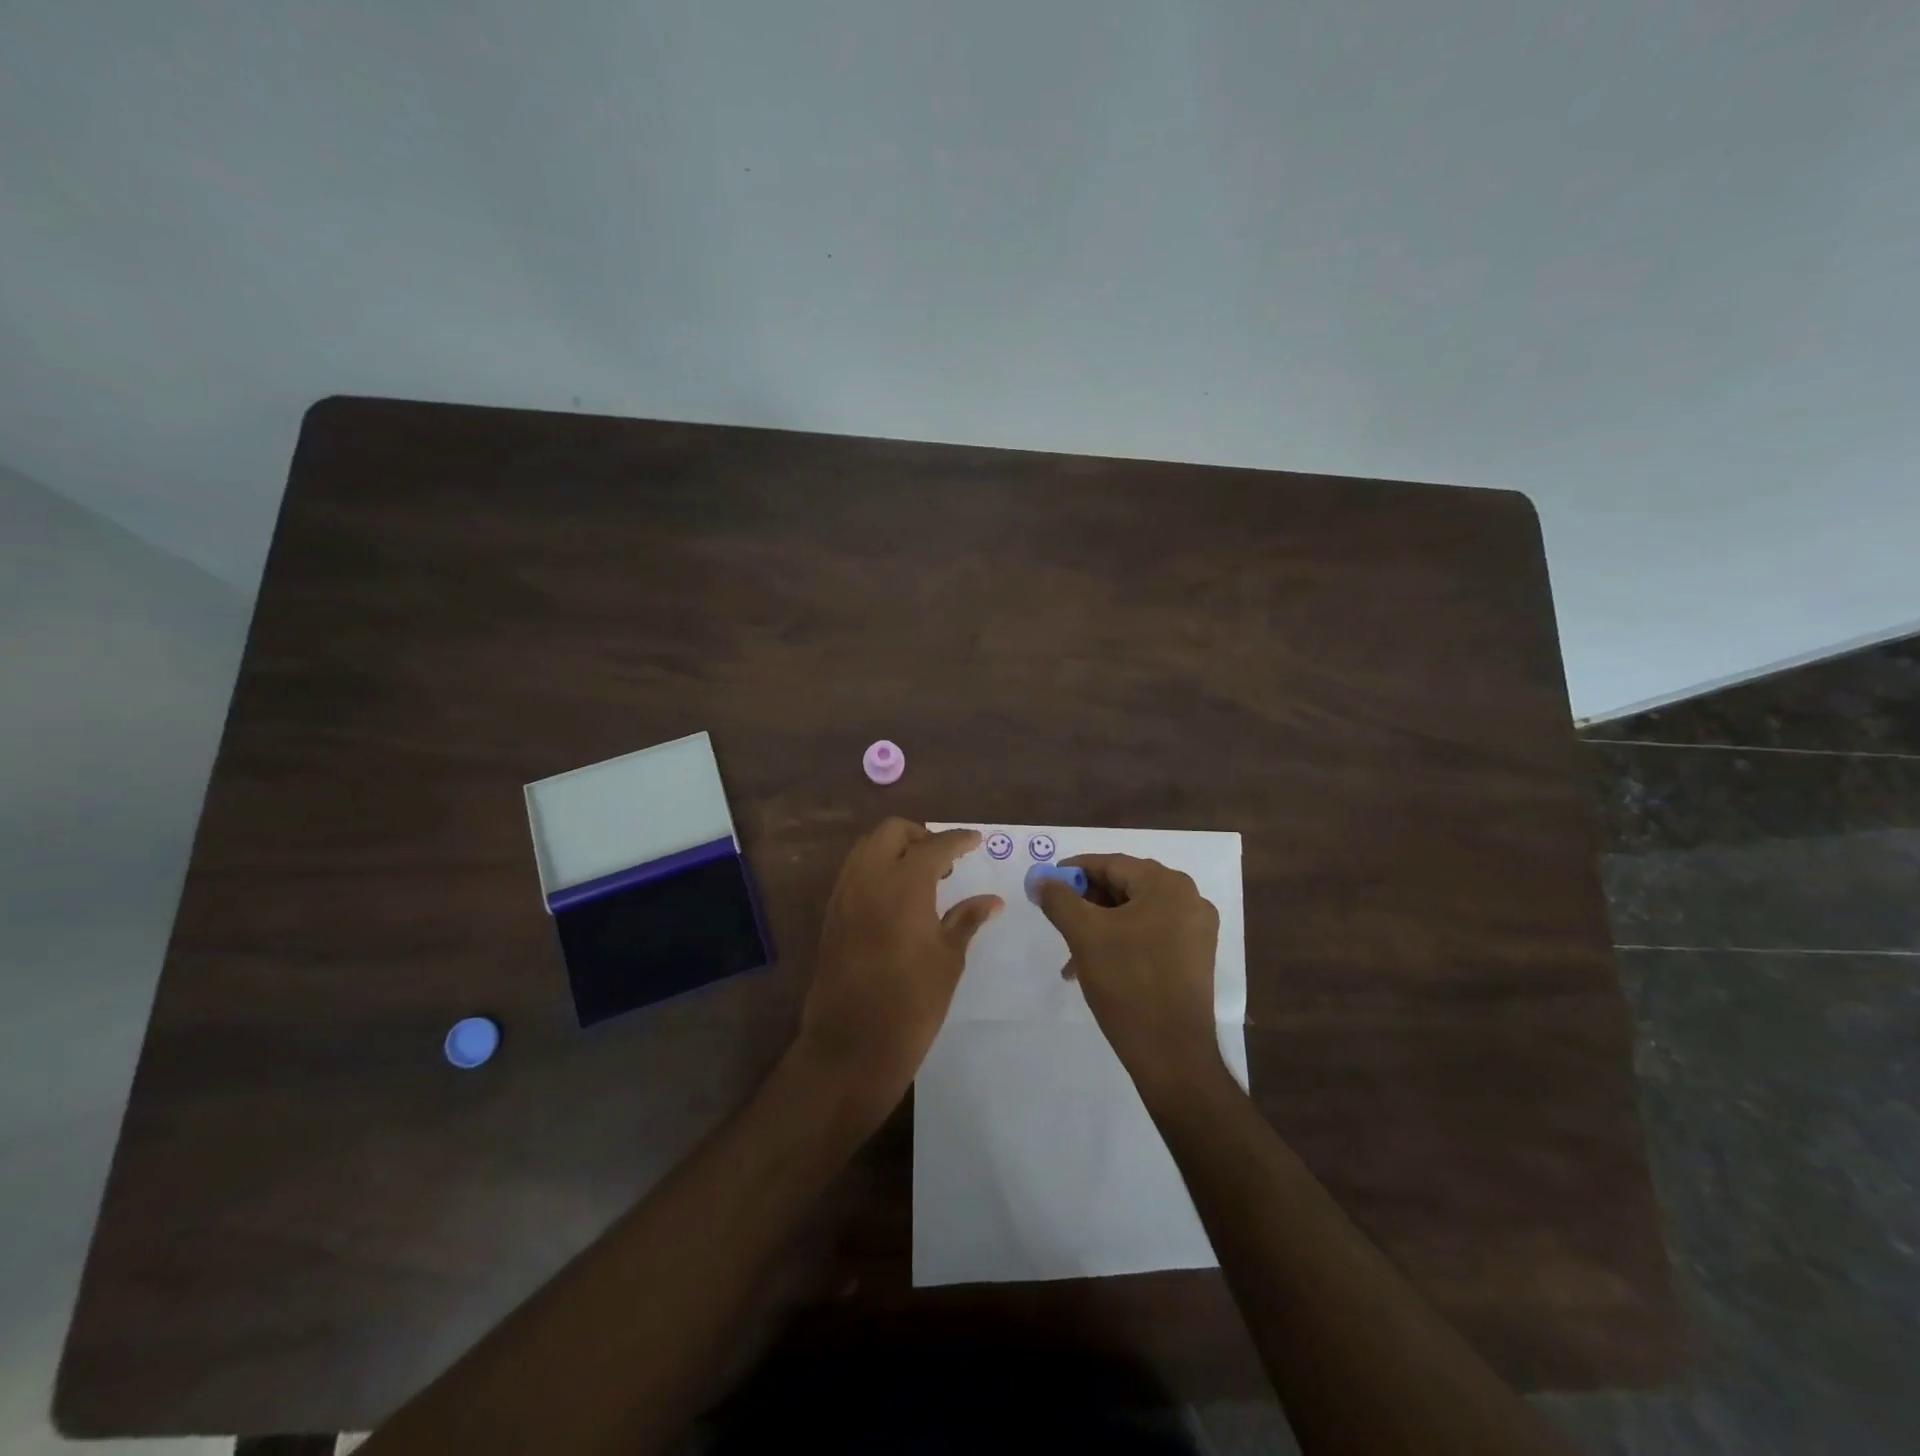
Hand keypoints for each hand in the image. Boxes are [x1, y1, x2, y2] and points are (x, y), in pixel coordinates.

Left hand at [798, 818, 1002, 1111]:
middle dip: (921, 835)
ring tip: (922, 877)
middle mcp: (869, 879)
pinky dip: (876, 867)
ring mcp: (844, 894)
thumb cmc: (911, 1004)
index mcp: (904, 885)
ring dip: (895, 848)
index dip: (959, 839)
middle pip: (892, 831)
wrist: (851, 1046)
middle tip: (945, 860)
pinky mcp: (831, 914)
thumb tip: (992, 900)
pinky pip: (854, 871)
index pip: (935, 845)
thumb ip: (967, 920)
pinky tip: (896, 896)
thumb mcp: (948, 960)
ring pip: (867, 847)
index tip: (976, 840)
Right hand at [1038, 854, 1222, 1088]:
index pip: (1111, 864)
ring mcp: (1196, 929)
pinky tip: (1097, 965)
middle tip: (1058, 917)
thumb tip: (1042, 880)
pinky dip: (1121, 941)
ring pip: (1135, 913)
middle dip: (1087, 902)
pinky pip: (1151, 934)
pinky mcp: (1196, 956)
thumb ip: (1059, 899)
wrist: (1172, 1053)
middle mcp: (1189, 899)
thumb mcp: (1084, 935)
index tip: (1045, 885)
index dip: (1073, 871)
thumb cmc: (1128, 983)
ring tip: (1072, 953)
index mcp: (1167, 885)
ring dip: (1101, 925)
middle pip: (1125, 886)